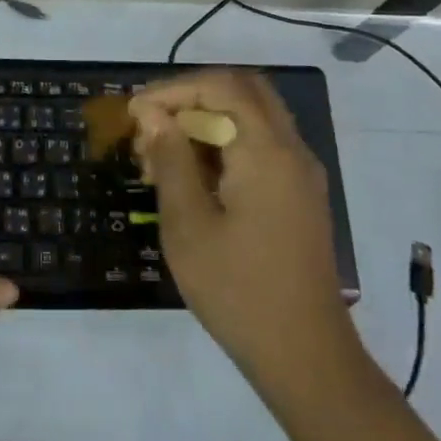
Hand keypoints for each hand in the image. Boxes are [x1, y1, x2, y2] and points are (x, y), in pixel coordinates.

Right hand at [129, 69, 364, 412]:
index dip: (173, 89)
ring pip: (252, 117)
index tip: (136, 114)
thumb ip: (171, 160)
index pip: (221, 86)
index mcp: (267, 151)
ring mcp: (300, 173)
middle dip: (192, 98)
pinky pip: (260, 146)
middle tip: (153, 126)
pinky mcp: (299, 195)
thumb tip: (154, 116)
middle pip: (243, 91)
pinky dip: (225, 144)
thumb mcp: (189, 225)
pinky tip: (192, 178)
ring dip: (206, 121)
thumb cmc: (238, 290)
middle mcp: (291, 150)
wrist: (304, 355)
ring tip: (163, 157)